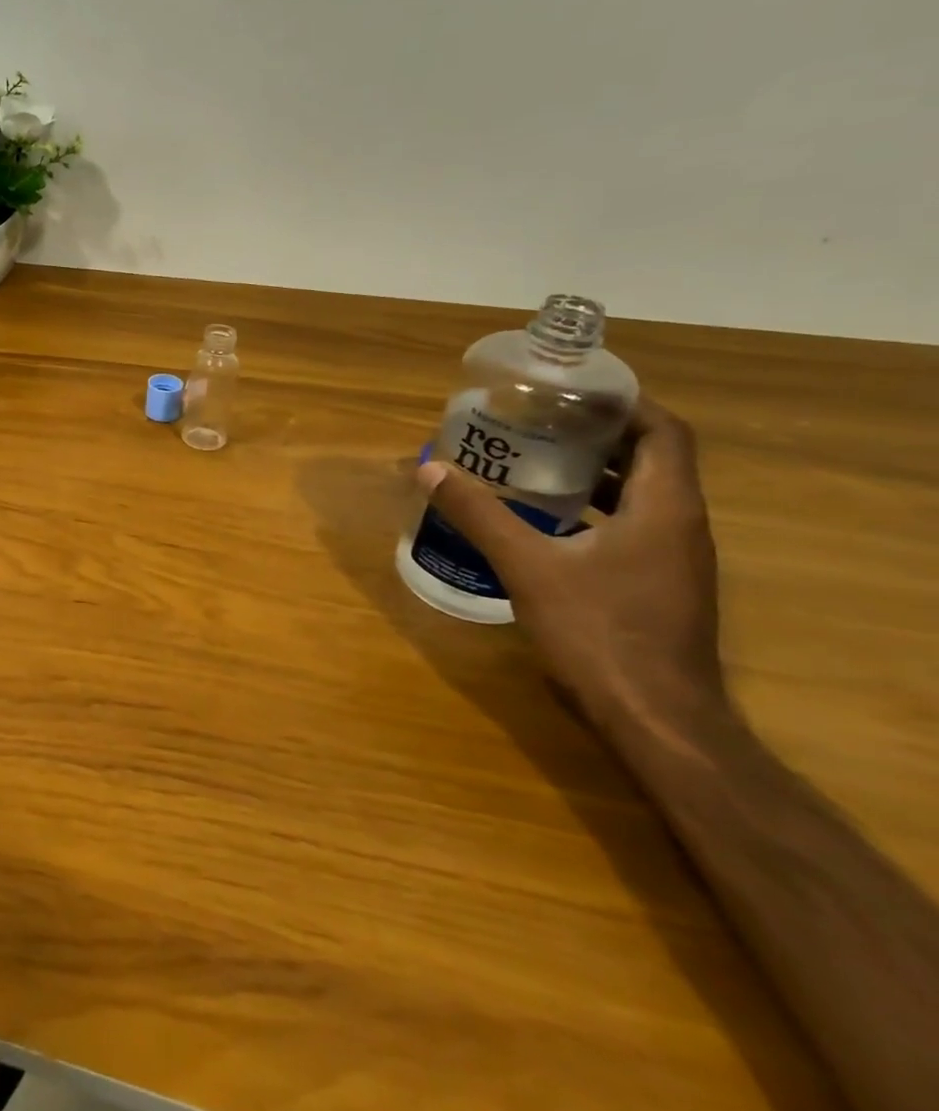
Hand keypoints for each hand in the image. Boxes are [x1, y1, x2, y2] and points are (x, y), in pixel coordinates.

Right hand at [416, 399, 728, 741]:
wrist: (655, 719)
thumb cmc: (599, 632)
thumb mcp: (528, 567)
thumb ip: (480, 514)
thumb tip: (429, 469)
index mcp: (665, 508)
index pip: (665, 431)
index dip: (625, 403)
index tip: (571, 391)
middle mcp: (681, 525)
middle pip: (651, 458)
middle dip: (597, 434)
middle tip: (537, 421)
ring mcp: (675, 560)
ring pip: (641, 495)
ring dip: (594, 473)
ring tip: (532, 461)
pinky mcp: (660, 586)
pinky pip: (632, 527)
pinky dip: (594, 510)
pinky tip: (544, 521)